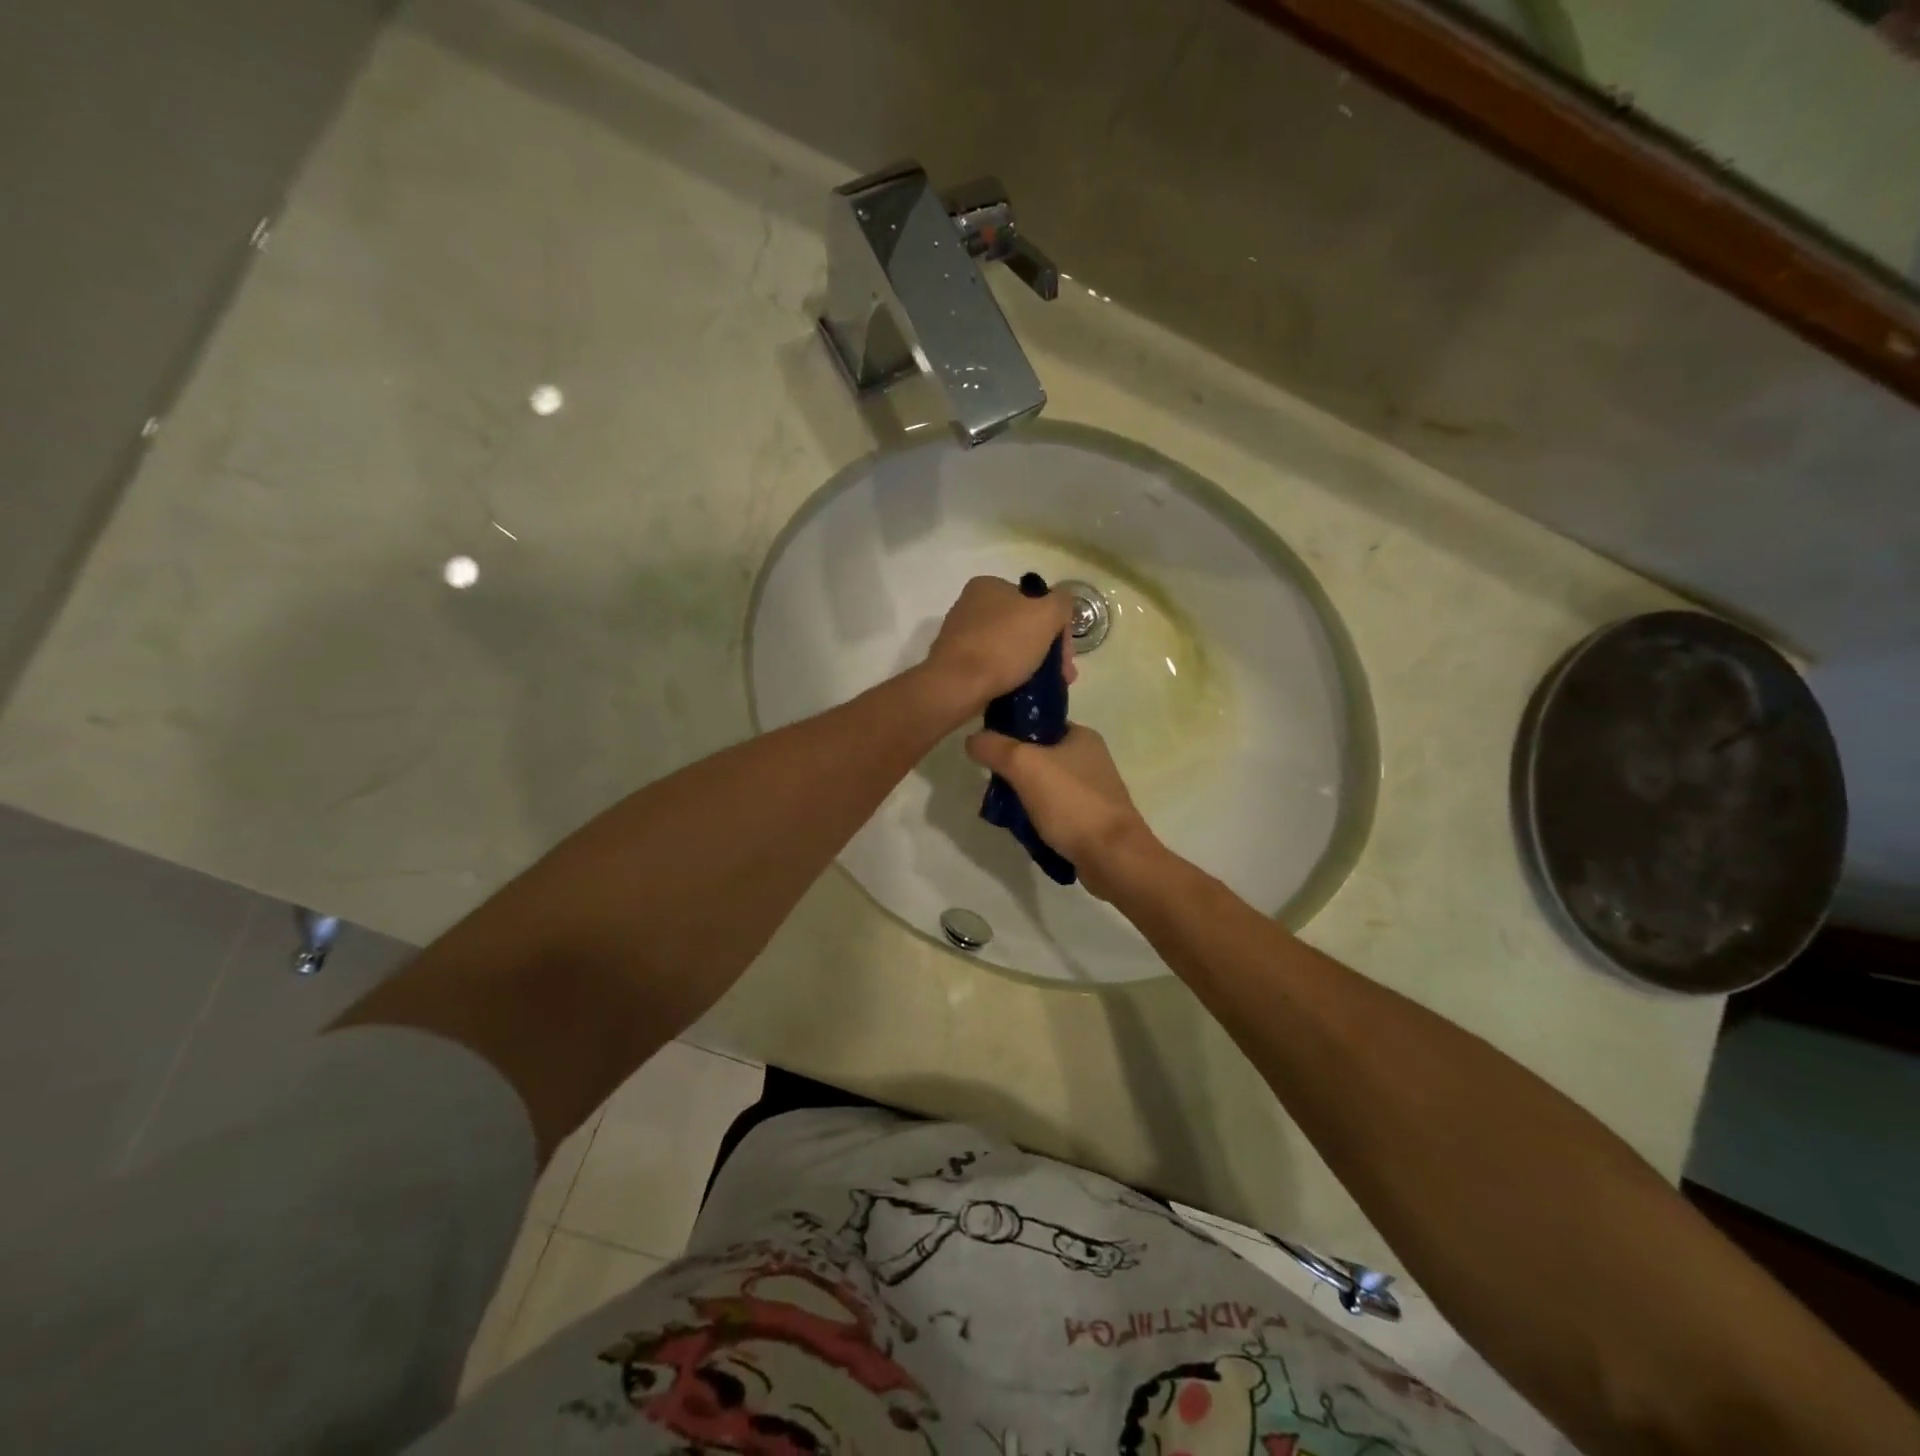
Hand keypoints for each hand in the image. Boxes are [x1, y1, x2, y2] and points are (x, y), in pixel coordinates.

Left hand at [923, 576, 1077, 715]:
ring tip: (1045, 687)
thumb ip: (1061, 603)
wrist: (957, 686)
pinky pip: (993, 666)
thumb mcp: (1046, 614)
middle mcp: (971, 605)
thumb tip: (1061, 606)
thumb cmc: (1003, 645)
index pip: (1037, 601)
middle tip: (1062, 676)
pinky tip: (1021, 691)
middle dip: (1047, 650)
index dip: (1058, 628)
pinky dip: (1010, 676)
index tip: (1066, 657)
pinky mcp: (956, 663)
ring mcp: (961, 635)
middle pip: (1024, 626)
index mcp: (989, 585)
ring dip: (1032, 665)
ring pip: (1010, 648)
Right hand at [964, 725, 1161, 899]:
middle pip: (1039, 756)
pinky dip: (1037, 818)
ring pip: (1045, 786)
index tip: (988, 749)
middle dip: (1013, 770)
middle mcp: (1091, 759)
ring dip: (1023, 797)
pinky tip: (1023, 829)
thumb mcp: (1024, 764)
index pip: (1038, 723)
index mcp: (1082, 736)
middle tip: (992, 784)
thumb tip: (972, 739)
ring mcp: (1092, 791)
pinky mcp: (1090, 820)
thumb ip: (994, 747)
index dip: (1010, 732)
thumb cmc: (1071, 803)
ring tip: (1003, 810)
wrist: (1112, 857)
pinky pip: (1055, 812)